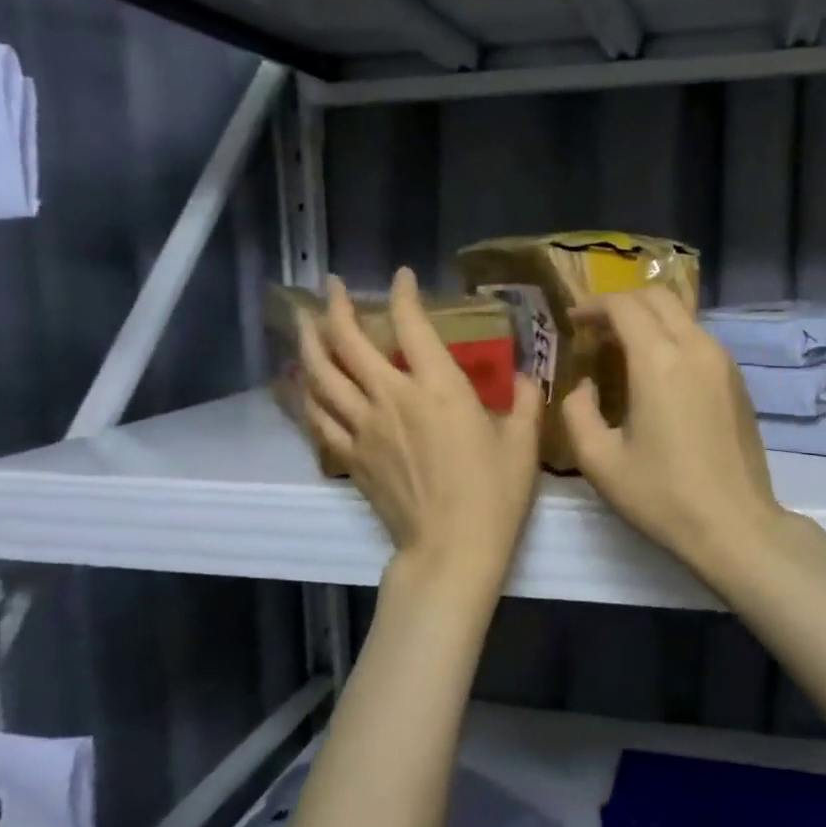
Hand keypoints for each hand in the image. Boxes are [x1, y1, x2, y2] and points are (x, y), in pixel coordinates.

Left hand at [298, 268, 542, 598]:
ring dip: (309, 342)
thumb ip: (525, 401)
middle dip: (336, 307)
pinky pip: (317, 418)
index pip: (411, 324)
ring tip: (304, 322)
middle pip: (349, 342)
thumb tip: (526, 376)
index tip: (401, 277)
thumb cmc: (494, 494)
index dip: (403, 294)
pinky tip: (300, 384)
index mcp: (438, 388)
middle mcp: (392, 398)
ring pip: (321, 375)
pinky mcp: (351, 457)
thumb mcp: (523, 443)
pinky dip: (305, 395)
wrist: (452, 550)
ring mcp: (364, 428)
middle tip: (330, 285)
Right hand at [561, 289, 790, 578]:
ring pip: (682, 315)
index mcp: (659, 361)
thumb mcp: (600, 461)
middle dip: (621, 303)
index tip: (573, 321)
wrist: (736, 525)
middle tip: (595, 329)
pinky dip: (671, 337)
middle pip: (657, 296)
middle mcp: (696, 348)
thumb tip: (584, 386)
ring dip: (648, 319)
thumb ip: (576, 412)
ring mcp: (723, 362)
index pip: (624, 306)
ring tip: (622, 349)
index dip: (593, 306)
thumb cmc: (663, 496)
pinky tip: (657, 371)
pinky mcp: (737, 380)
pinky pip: (699, 338)